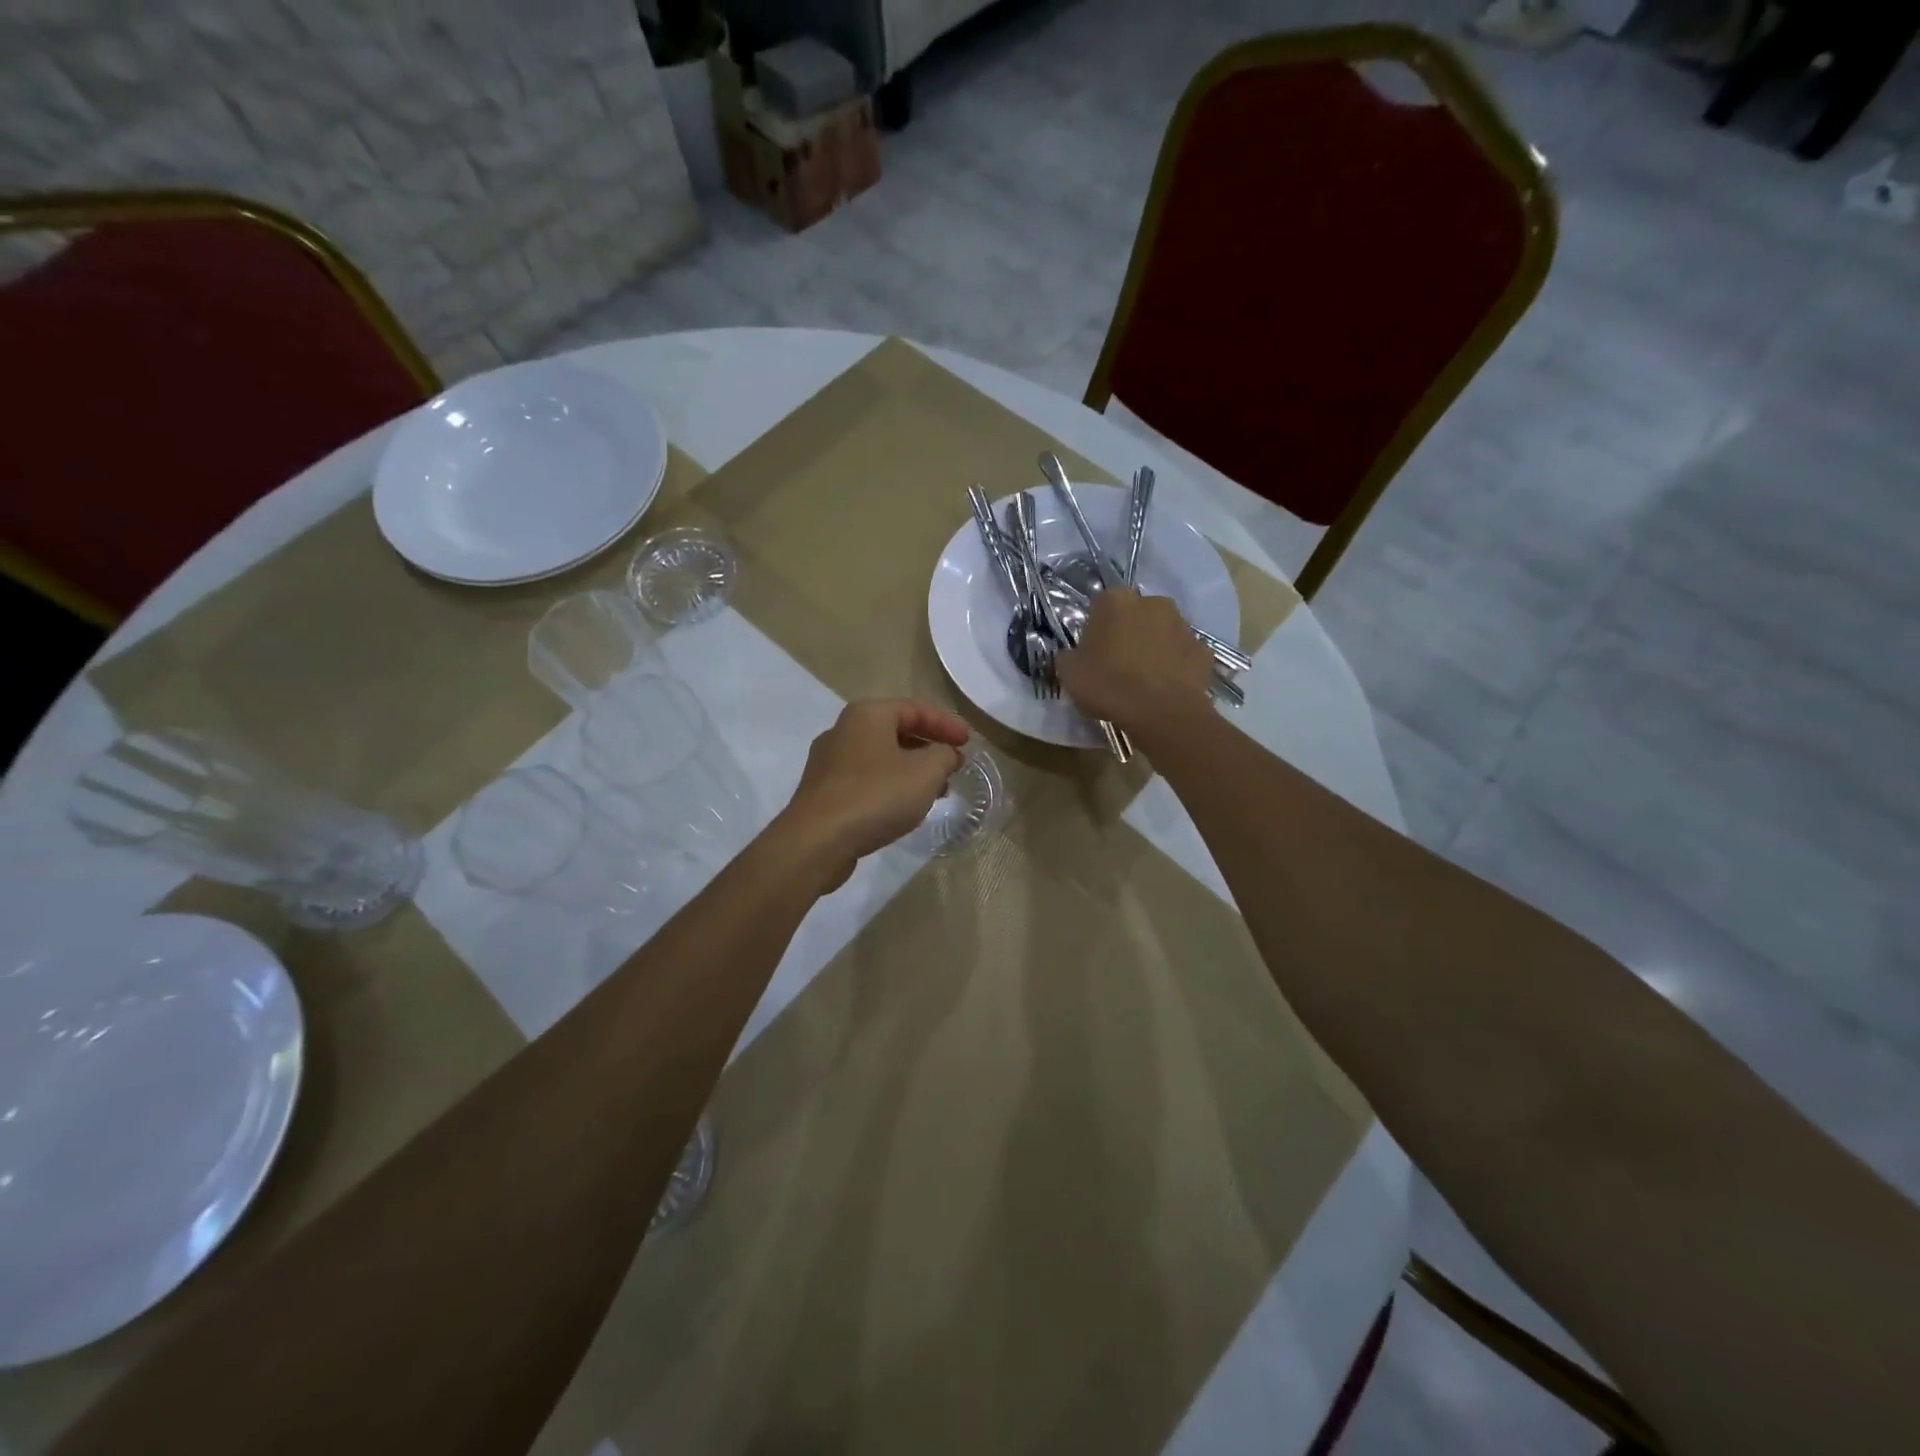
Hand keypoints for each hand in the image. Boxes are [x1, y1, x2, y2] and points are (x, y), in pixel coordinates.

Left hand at [775, 699, 970, 886]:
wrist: (817, 841)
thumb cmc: (876, 796)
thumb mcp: (925, 773)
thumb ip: (944, 756)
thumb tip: (948, 754)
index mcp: (867, 714)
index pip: (916, 708)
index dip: (946, 723)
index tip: (969, 743)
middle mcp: (843, 729)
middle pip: (896, 730)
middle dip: (929, 747)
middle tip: (954, 765)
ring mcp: (828, 761)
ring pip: (881, 756)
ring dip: (911, 769)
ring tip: (936, 789)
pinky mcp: (823, 791)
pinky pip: (866, 779)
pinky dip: (890, 785)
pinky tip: (904, 807)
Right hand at [1055, 588, 1214, 733]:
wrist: (1162, 713)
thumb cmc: (1109, 686)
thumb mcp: (1069, 674)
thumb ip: (1068, 656)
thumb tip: (1071, 655)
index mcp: (1115, 600)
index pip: (1100, 605)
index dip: (1095, 628)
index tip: (1091, 651)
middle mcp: (1152, 602)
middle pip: (1134, 614)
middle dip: (1127, 632)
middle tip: (1116, 663)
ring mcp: (1183, 624)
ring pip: (1161, 631)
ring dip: (1153, 646)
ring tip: (1143, 679)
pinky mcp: (1203, 649)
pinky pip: (1182, 654)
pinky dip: (1175, 665)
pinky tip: (1165, 687)